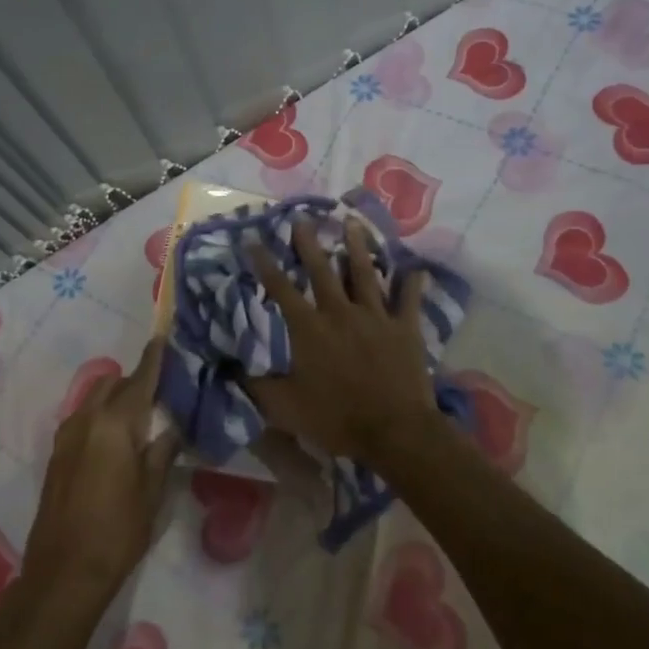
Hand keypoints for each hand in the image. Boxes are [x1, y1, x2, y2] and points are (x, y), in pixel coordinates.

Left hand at [21, 338, 179, 608]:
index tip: (163, 338)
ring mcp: (66, 436)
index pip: (139, 380)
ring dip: (116, 397)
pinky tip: (116, 439)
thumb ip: (163, 451)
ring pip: (94, 398)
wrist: (64, 572)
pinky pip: (83, 418)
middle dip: (134, 379)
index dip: (153, 359)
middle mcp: (86, 420)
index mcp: (114, 424)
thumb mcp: (152, 491)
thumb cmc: (118, 531)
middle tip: (161, 391)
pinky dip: (101, 415)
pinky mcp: (57, 454)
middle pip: (112, 383)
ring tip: (140, 416)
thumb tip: (172, 427)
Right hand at [244, 219, 439, 461]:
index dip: (265, 264)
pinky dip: (412, 283)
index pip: (281, 289)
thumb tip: (232, 368)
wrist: (393, 430)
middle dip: (310, 243)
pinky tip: (417, 268)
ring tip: (352, 222)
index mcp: (309, 328)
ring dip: (358, 247)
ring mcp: (376, 316)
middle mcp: (340, 312)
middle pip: (322, 270)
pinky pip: (409, 300)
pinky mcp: (405, 328)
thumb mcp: (285, 408)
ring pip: (365, 273)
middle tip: (303, 218)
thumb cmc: (336, 419)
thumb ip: (258, 386)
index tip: (254, 240)